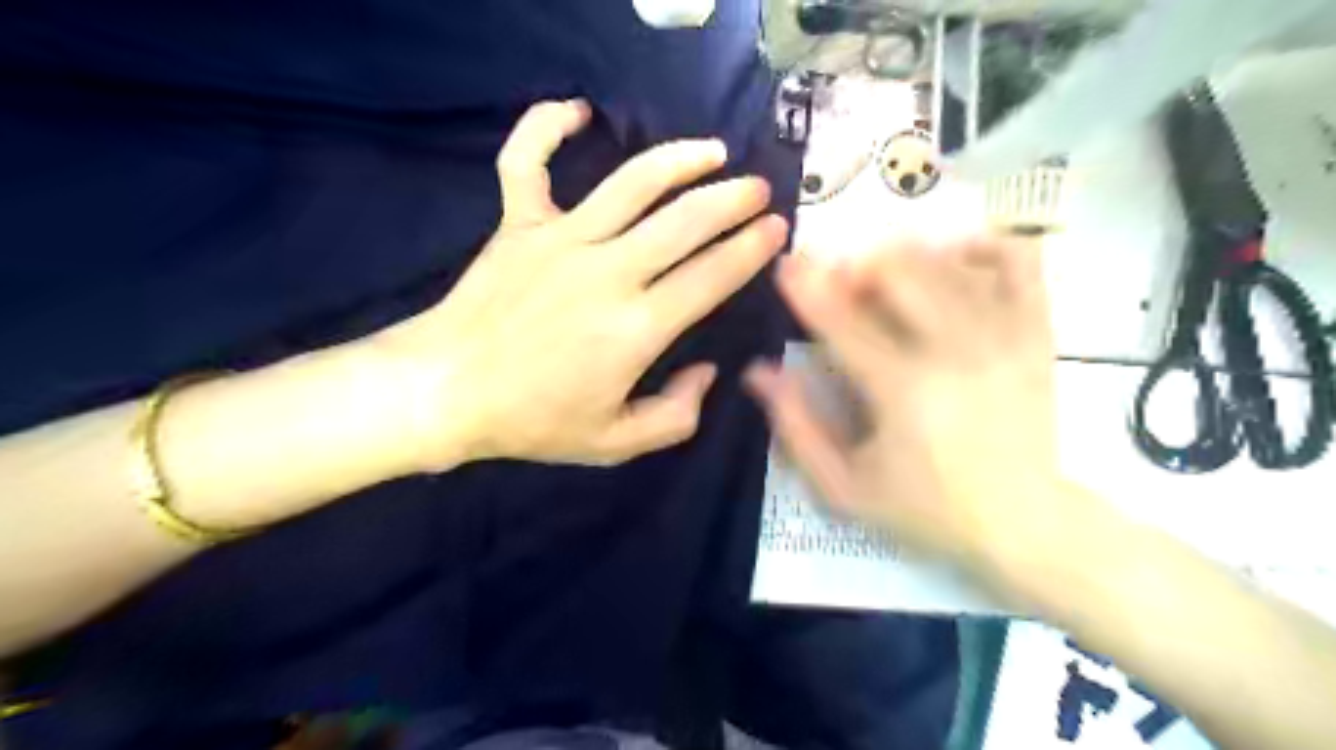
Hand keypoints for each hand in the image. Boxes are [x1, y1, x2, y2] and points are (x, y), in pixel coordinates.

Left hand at [368, 99, 786, 468]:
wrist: (445, 392)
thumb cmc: (533, 421)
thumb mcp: (615, 444)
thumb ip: (676, 416)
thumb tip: (708, 372)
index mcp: (637, 328)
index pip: (712, 274)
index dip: (751, 248)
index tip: (775, 229)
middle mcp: (608, 272)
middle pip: (685, 220)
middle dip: (732, 199)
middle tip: (758, 189)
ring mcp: (560, 239)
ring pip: (632, 182)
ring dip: (679, 160)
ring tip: (712, 151)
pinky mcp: (519, 224)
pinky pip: (527, 160)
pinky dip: (546, 127)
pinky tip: (577, 111)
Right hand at [746, 236, 1100, 583]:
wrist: (1024, 525)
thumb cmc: (927, 509)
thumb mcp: (844, 486)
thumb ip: (797, 426)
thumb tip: (759, 371)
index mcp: (901, 390)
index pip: (842, 322)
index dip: (807, 288)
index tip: (787, 264)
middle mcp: (954, 350)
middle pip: (899, 273)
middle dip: (858, 265)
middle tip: (842, 280)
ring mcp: (1002, 335)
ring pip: (948, 261)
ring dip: (906, 254)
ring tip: (886, 271)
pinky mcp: (1036, 333)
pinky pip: (1018, 262)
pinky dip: (984, 245)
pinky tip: (957, 256)